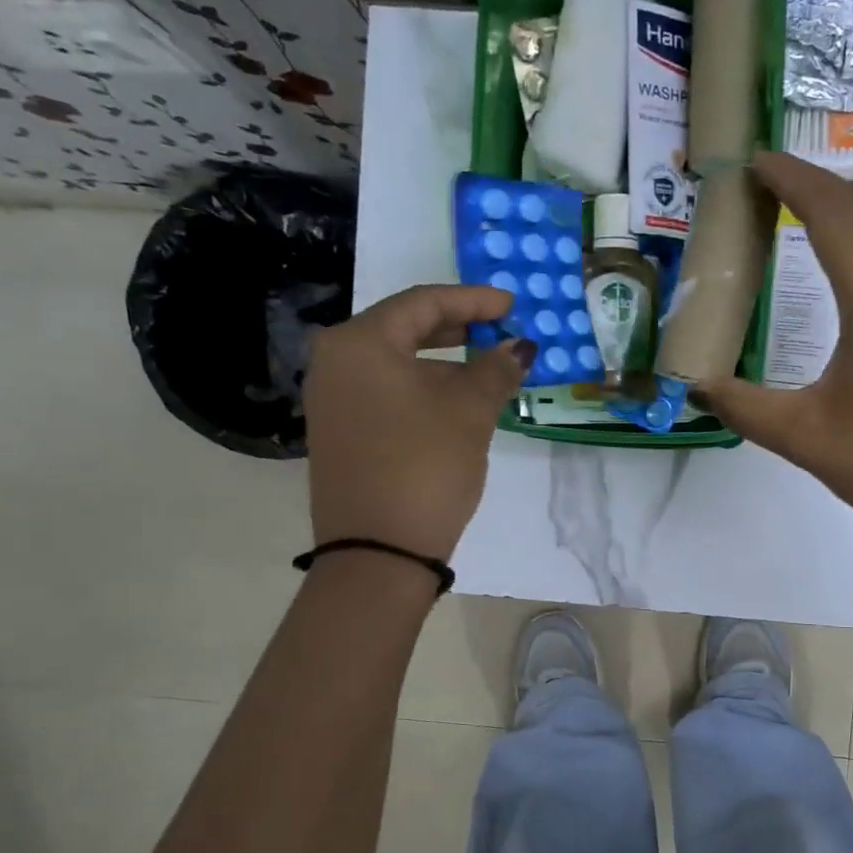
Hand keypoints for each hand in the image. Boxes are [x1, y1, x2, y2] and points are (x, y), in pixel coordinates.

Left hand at [301, 285, 532, 560]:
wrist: (378, 552)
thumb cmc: (424, 465)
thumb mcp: (469, 412)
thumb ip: (496, 369)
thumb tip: (520, 347)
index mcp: (359, 343)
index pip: (422, 303)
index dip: (473, 300)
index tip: (512, 305)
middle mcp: (335, 363)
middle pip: (404, 329)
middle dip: (457, 329)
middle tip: (498, 330)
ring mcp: (332, 401)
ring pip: (396, 364)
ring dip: (443, 364)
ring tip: (487, 372)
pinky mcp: (341, 434)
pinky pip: (386, 393)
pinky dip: (423, 390)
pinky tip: (455, 405)